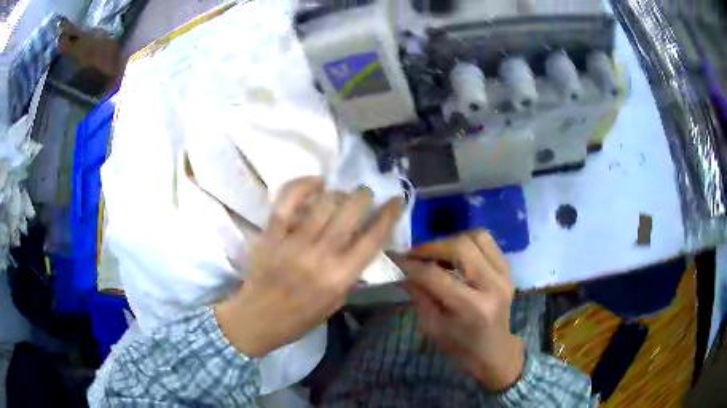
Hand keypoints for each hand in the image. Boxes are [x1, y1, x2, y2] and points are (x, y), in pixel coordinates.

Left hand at [216, 177, 402, 356]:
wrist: (257, 319)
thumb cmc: (300, 318)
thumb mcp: (337, 302)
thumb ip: (351, 273)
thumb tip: (362, 244)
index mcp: (340, 276)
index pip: (373, 238)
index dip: (389, 214)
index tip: (396, 200)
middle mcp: (321, 255)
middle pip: (351, 211)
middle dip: (364, 196)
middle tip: (364, 196)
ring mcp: (294, 242)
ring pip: (324, 202)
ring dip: (339, 192)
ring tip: (341, 194)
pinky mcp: (272, 234)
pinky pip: (288, 201)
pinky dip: (303, 185)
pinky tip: (316, 183)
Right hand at [401, 231, 524, 390]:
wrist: (494, 349)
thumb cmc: (460, 344)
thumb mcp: (433, 326)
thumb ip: (419, 295)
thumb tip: (403, 269)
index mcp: (472, 308)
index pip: (437, 276)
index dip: (413, 265)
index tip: (397, 259)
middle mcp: (492, 286)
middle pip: (461, 247)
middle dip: (432, 247)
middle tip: (416, 254)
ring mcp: (504, 275)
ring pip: (477, 237)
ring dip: (452, 241)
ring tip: (438, 253)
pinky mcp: (508, 270)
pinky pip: (487, 243)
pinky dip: (468, 243)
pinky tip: (455, 255)